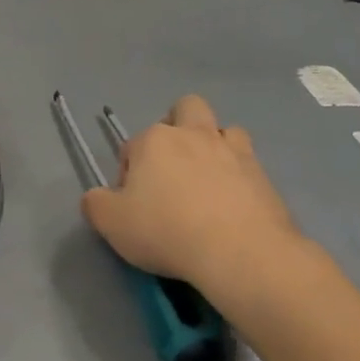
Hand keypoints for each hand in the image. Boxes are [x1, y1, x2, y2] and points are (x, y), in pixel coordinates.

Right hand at [82, 95, 311, 300]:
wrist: (240, 252)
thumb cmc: (167, 231)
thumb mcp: (112, 223)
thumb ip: (96, 204)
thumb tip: (97, 197)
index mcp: (154, 141)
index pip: (133, 145)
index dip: (129, 172)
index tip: (133, 202)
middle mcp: (194, 134)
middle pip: (186, 108)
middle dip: (178, 127)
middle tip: (172, 167)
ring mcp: (233, 151)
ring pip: (224, 129)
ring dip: (214, 145)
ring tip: (208, 180)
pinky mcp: (263, 174)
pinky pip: (249, 162)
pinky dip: (239, 175)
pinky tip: (232, 203)